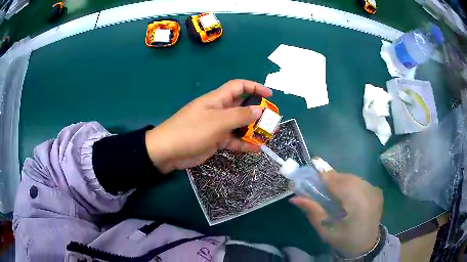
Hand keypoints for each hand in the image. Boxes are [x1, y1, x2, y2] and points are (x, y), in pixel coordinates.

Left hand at [145, 79, 271, 172]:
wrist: (169, 151)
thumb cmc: (191, 131)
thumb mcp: (217, 121)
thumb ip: (239, 116)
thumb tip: (259, 110)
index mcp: (217, 99)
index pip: (238, 86)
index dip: (254, 87)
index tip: (269, 95)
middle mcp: (219, 110)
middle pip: (242, 107)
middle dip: (258, 112)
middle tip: (273, 120)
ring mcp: (217, 126)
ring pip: (240, 125)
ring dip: (254, 130)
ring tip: (269, 135)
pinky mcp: (215, 140)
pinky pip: (233, 140)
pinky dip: (244, 144)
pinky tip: (257, 149)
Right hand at [290, 167, 382, 257]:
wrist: (366, 245)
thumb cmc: (344, 240)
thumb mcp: (325, 230)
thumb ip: (312, 211)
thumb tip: (294, 198)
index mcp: (357, 205)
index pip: (339, 183)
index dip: (325, 176)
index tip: (313, 170)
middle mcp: (369, 193)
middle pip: (347, 178)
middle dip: (332, 178)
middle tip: (320, 184)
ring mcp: (375, 191)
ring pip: (354, 178)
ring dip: (341, 181)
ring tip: (332, 190)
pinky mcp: (377, 191)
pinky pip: (360, 181)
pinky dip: (350, 184)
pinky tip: (346, 194)